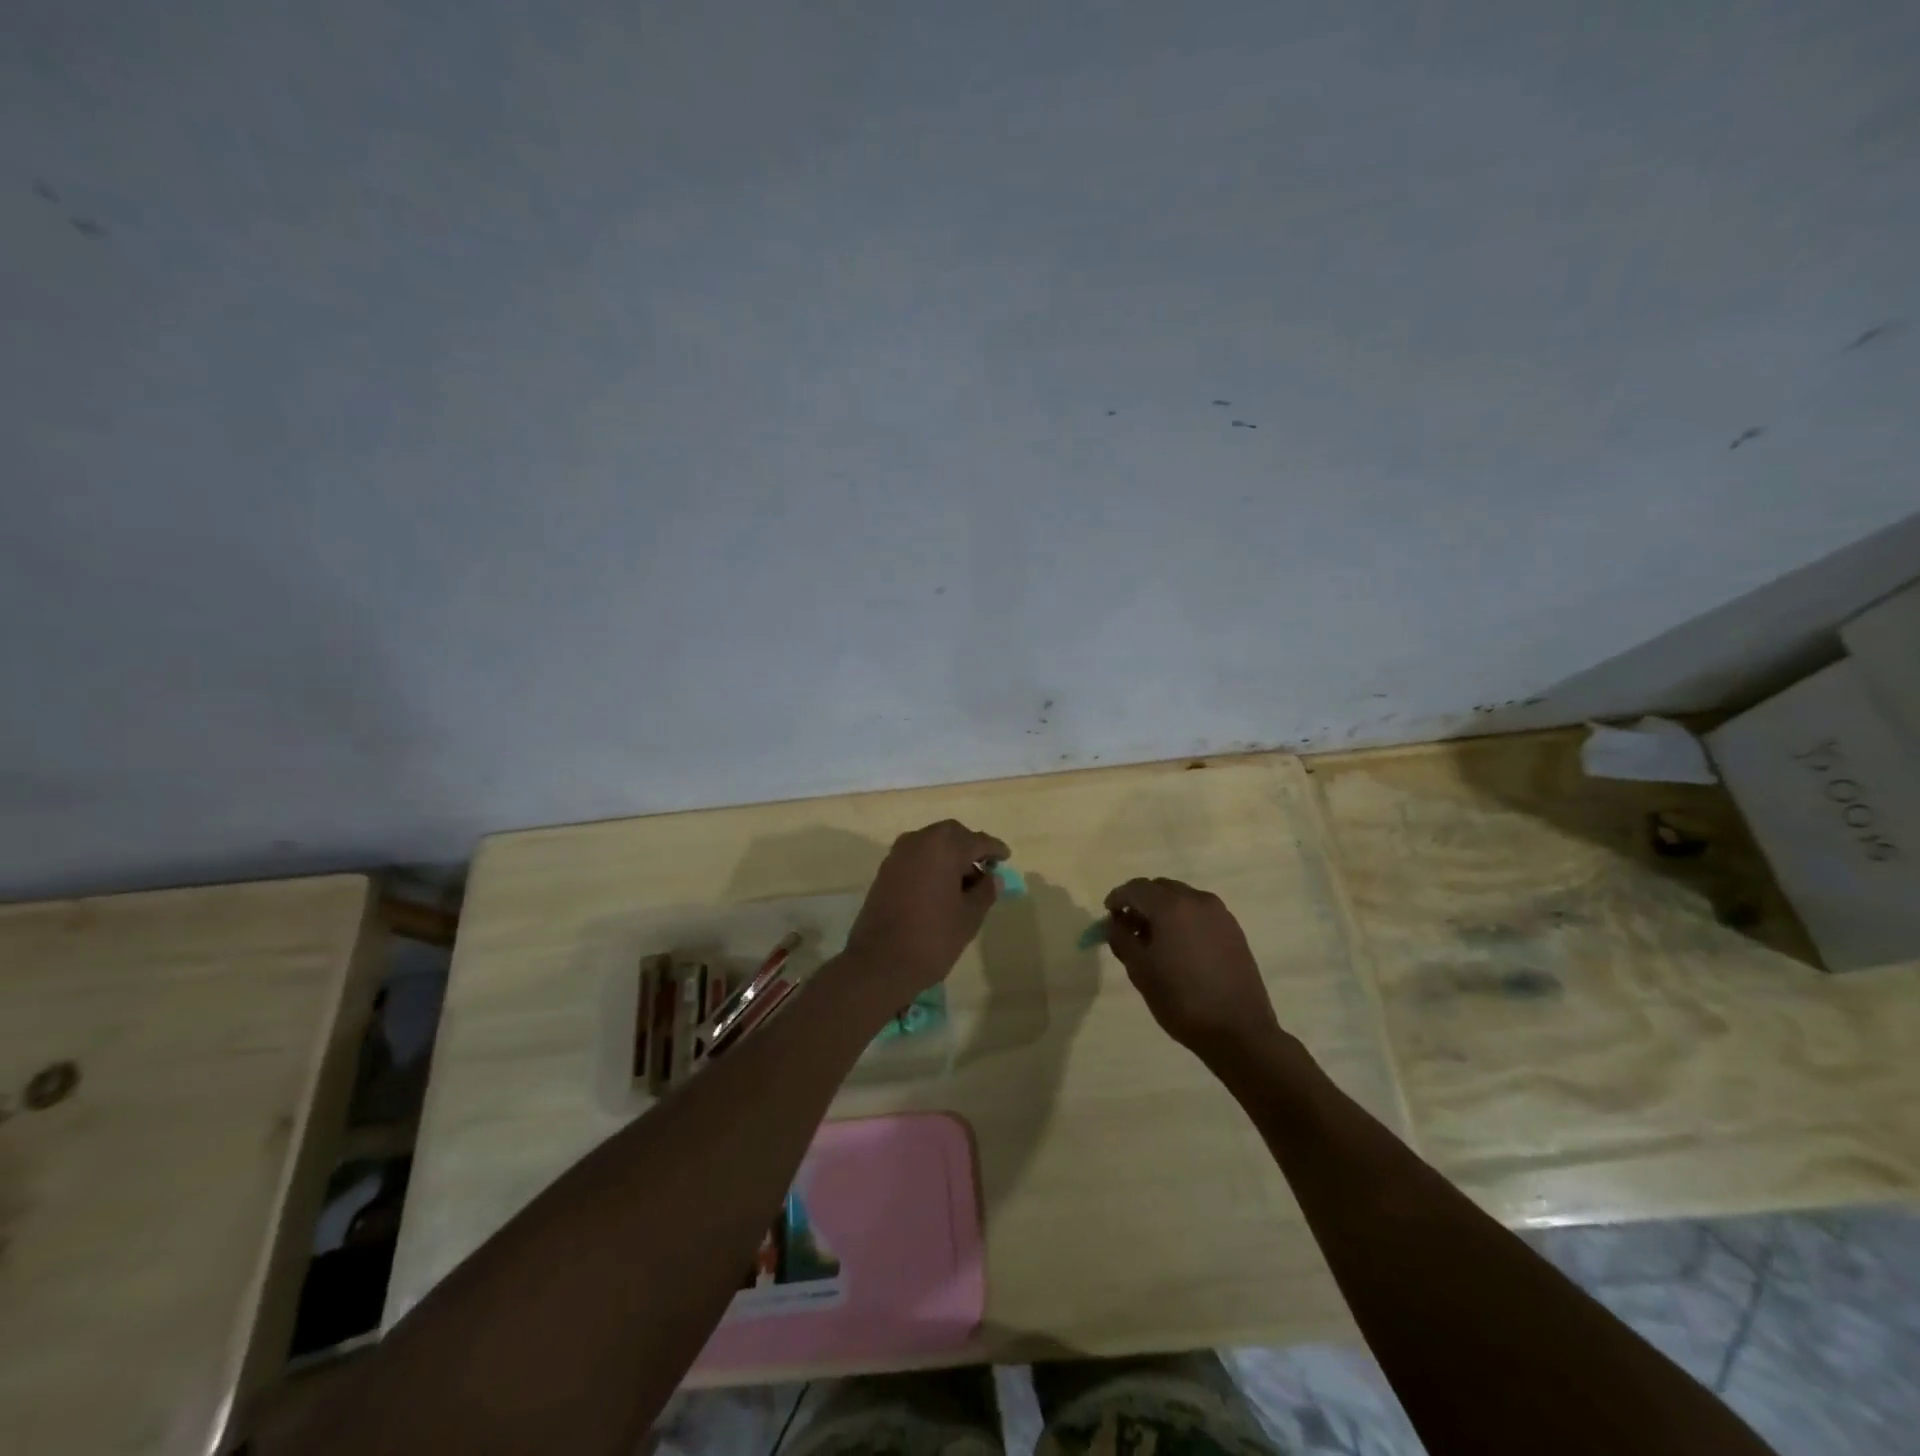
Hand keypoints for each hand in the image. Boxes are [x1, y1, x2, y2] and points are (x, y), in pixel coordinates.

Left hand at [843, 820, 1010, 1001]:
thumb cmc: (932, 938)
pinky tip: (940, 887)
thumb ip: (985, 892)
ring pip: (931, 843)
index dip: (994, 849)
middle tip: (984, 868)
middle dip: (969, 847)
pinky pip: (915, 856)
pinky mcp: (885, 871)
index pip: (977, 841)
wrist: (879, 963)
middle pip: (951, 834)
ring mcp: (898, 855)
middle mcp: (919, 842)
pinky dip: (931, 863)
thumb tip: (992, 878)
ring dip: (949, 855)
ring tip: (963, 882)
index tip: (1006, 857)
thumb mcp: (969, 917)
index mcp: (944, 848)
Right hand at [1103, 878, 1283, 1062]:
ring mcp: (1220, 914)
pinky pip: (1200, 913)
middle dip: (1141, 902)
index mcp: (1171, 906)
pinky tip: (1180, 947)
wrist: (1238, 1030)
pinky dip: (1184, 919)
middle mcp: (1197, 900)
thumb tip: (1114, 923)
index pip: (1136, 888)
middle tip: (1129, 927)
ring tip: (1154, 939)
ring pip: (1182, 898)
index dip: (1118, 898)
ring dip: (1163, 910)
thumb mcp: (1139, 970)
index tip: (1108, 915)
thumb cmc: (1181, 999)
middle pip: (1160, 888)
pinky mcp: (1234, 930)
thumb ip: (1121, 939)